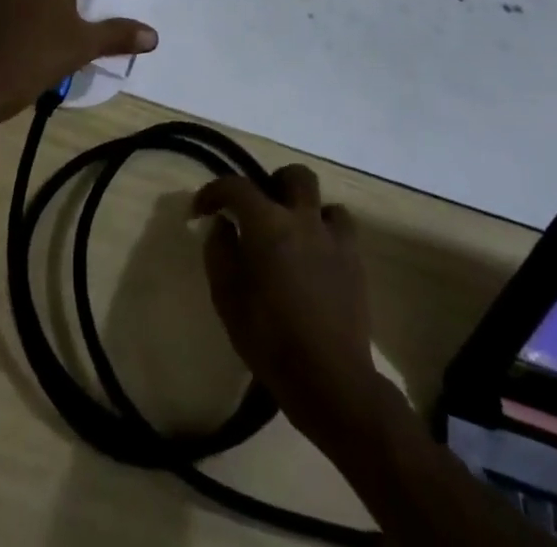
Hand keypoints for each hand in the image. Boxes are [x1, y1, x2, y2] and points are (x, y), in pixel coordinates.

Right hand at [194, 165, 377, 438]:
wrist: (331, 380)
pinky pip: (342, 231)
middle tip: (259, 211)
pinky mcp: (356, 264)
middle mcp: (303, 220)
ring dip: (306, 210)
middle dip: (274, 184)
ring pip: (324, 201)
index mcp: (267, 224)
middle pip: (294, 176)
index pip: (235, 186)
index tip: (200, 210)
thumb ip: (219, 252)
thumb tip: (223, 226)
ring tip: (292, 235)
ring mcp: (334, 240)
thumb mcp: (227, 298)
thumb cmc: (270, 339)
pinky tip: (315, 259)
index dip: (213, 192)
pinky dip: (326, 234)